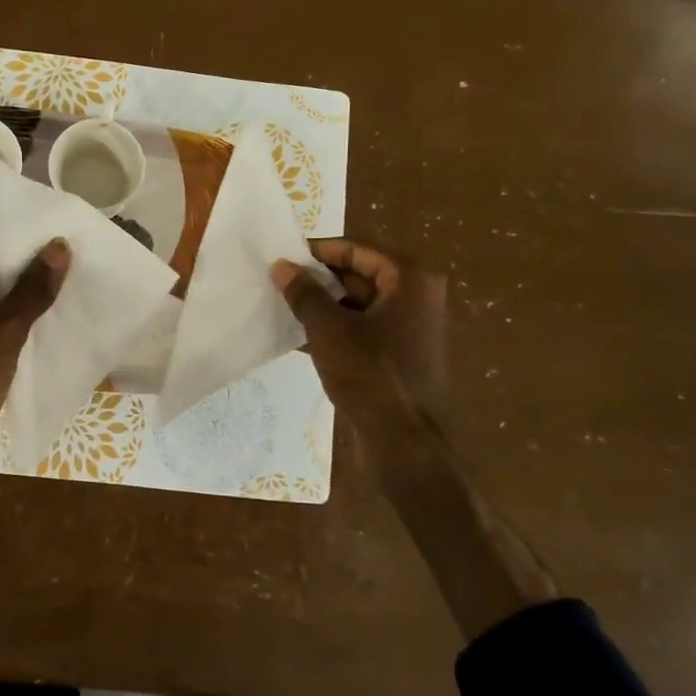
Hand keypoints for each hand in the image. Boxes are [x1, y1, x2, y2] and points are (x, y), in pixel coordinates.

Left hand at [0, 239, 70, 515]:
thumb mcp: (2, 334)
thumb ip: (32, 290)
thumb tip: (59, 246)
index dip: (28, 258)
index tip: (69, 255)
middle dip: (29, 287)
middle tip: (77, 279)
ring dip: (24, 316)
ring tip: (71, 306)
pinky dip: (13, 341)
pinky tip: (49, 340)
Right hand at [273, 240, 554, 636]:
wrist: (406, 445)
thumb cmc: (371, 375)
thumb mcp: (329, 329)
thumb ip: (304, 293)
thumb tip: (281, 266)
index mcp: (410, 280)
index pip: (358, 251)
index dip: (319, 252)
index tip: (284, 256)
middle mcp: (416, 299)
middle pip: (359, 276)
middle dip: (319, 280)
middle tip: (278, 282)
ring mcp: (410, 331)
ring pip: (358, 306)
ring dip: (322, 307)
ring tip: (282, 308)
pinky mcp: (399, 358)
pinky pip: (362, 332)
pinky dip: (334, 331)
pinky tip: (298, 339)